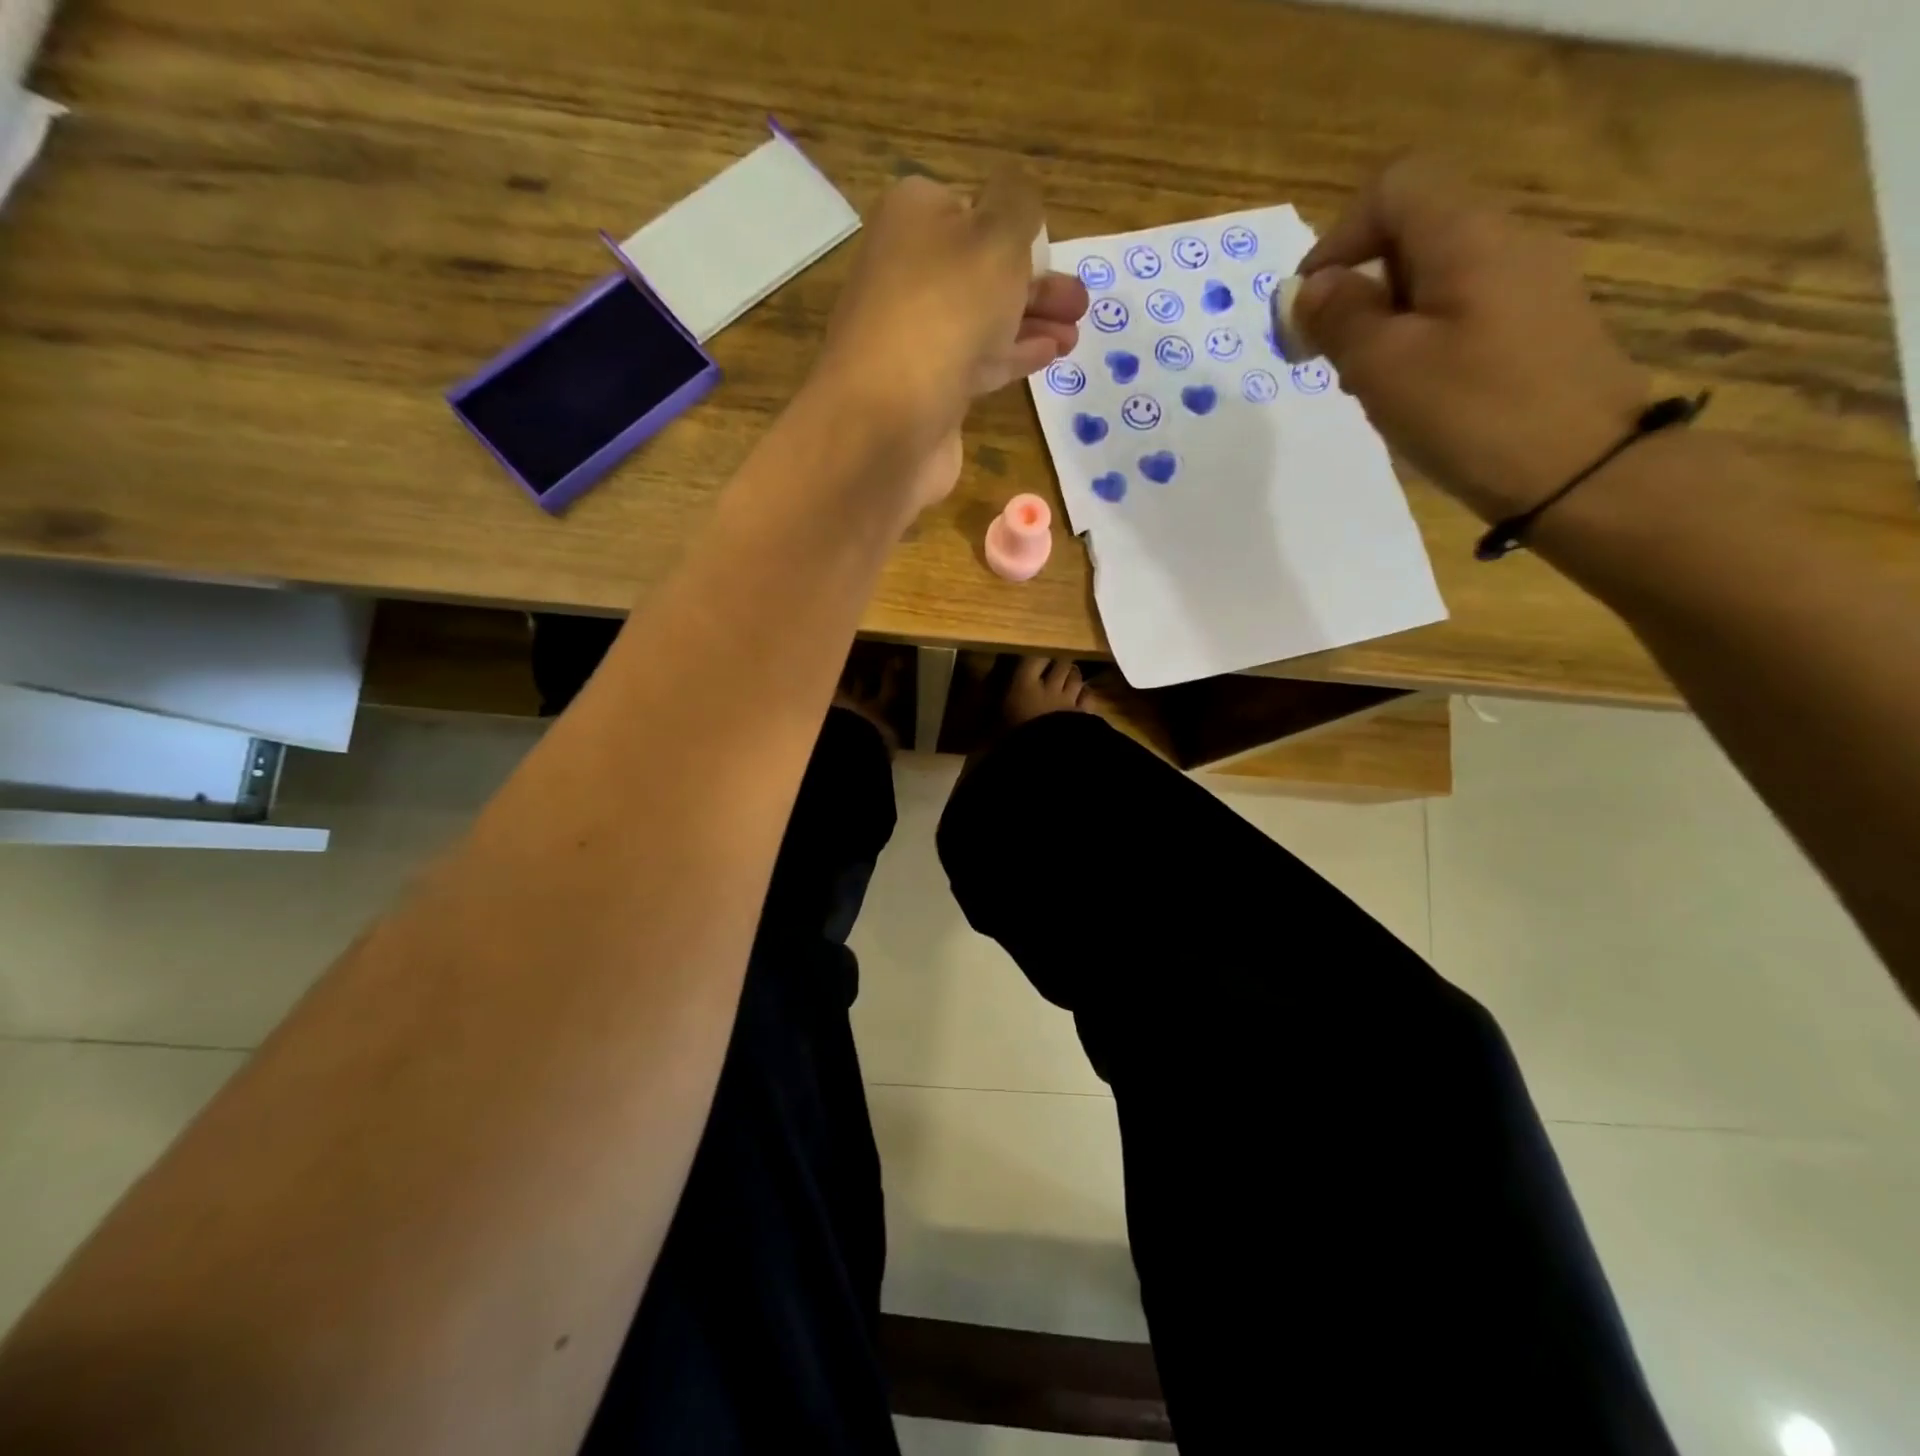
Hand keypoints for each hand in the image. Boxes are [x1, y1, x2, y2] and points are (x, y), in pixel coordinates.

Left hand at [807, 172, 1088, 511]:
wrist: (887, 420)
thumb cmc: (947, 311)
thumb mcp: (997, 235)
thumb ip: (1018, 204)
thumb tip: (1016, 193)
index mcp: (913, 218)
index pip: (970, 207)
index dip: (1014, 228)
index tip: (1049, 249)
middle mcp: (907, 273)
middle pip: (981, 269)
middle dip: (1034, 282)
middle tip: (1081, 302)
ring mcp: (914, 336)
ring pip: (983, 319)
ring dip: (1032, 321)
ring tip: (1076, 332)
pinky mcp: (926, 389)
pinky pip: (977, 362)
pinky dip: (1013, 355)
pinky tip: (1049, 354)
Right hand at [1295, 158, 1651, 522]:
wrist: (1581, 472)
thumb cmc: (1471, 413)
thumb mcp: (1383, 367)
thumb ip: (1340, 318)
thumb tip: (1314, 288)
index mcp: (1467, 238)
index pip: (1393, 191)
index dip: (1337, 240)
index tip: (1306, 308)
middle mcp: (1507, 242)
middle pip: (1413, 232)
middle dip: (1356, 287)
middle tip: (1327, 355)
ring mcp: (1531, 283)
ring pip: (1434, 276)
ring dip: (1384, 318)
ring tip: (1365, 382)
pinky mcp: (1540, 325)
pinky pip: (1463, 309)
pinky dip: (1421, 337)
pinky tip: (1412, 391)